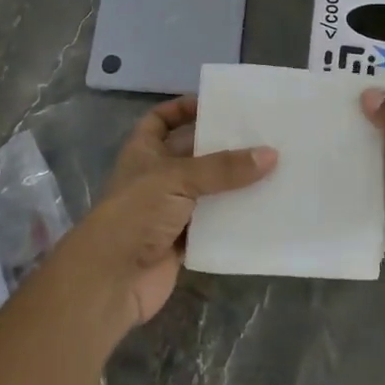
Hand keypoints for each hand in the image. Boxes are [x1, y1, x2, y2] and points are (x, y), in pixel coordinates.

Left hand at [55, 96, 276, 329]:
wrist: (112, 280)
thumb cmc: (136, 213)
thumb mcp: (178, 178)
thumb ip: (224, 167)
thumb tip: (271, 154)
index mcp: (144, 152)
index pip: (161, 119)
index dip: (183, 108)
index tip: (217, 104)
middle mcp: (157, 177)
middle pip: (193, 153)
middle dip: (223, 145)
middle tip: (262, 135)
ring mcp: (170, 210)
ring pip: (208, 189)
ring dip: (234, 183)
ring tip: (273, 168)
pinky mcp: (183, 240)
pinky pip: (215, 223)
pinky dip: (235, 218)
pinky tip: (265, 208)